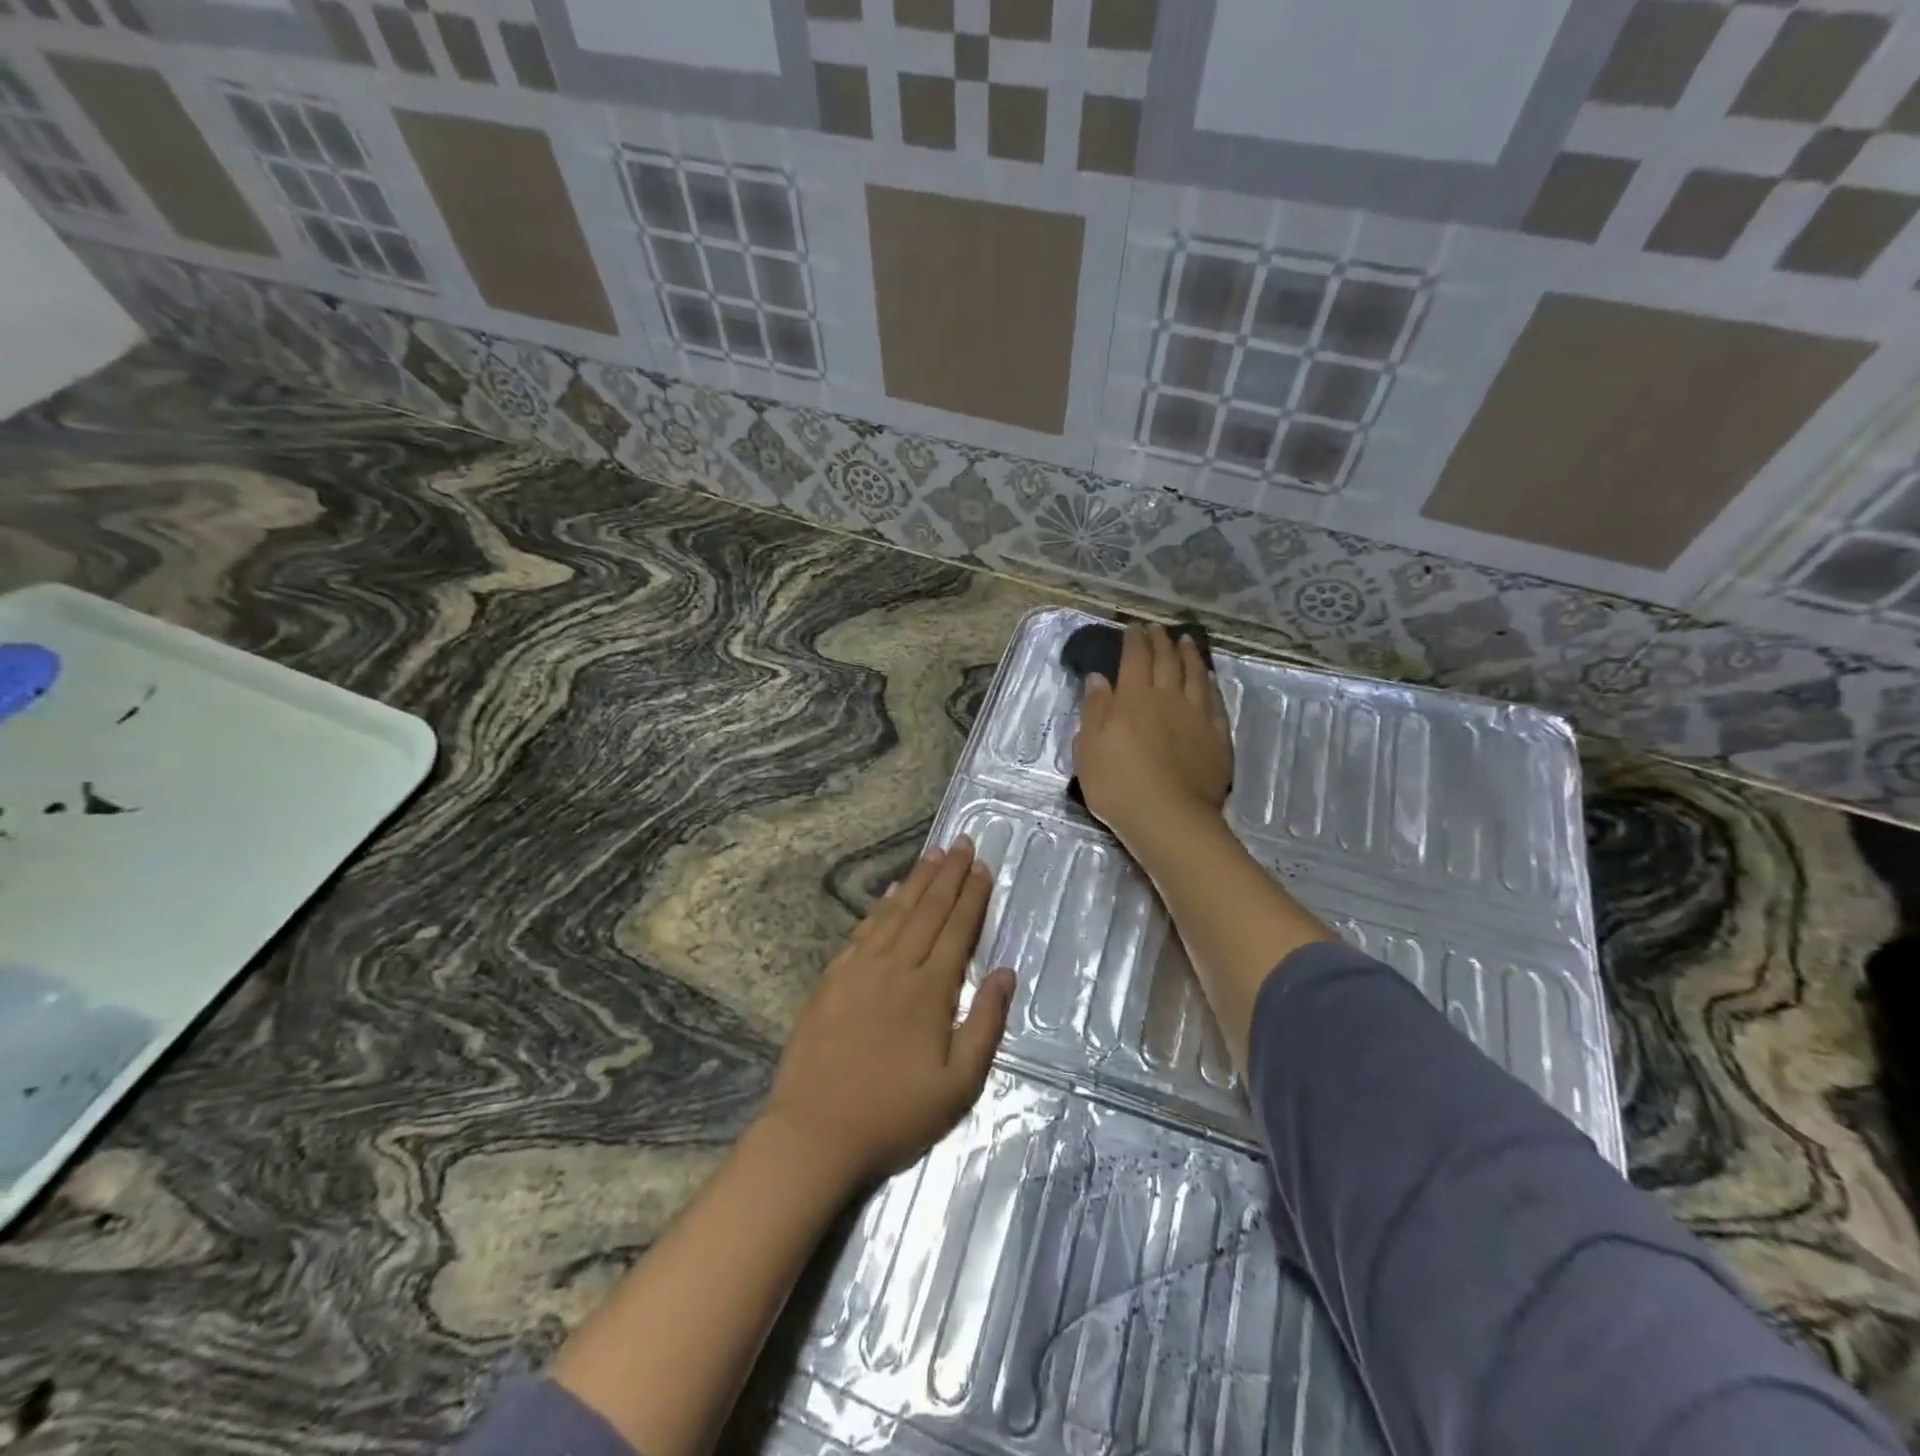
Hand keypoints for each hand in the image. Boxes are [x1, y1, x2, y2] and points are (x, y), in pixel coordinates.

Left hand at [763, 836, 1015, 1188]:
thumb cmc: (894, 1114)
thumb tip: (1006, 973)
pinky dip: (880, 907)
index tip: (983, 867)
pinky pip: (863, 931)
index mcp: (930, 990)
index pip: (957, 929)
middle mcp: (896, 967)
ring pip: (896, 913)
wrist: (815, 1132)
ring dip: (918, 881)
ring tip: (934, 855)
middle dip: (949, 875)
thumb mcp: (958, 1085)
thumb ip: (986, 1024)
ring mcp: (860, 970)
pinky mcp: (832, 980)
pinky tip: (890, 893)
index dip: (972, 896)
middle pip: (928, 910)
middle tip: (962, 843)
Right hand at [1073, 623, 1232, 846]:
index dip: (1133, 640)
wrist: (1168, 817)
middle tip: (1157, 628)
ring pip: (1195, 675)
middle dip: (1160, 641)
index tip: (1132, 627)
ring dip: (1189, 655)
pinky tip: (1210, 678)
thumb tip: (1098, 678)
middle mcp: (1167, 698)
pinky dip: (1211, 685)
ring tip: (1186, 641)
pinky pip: (1216, 702)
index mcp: (1133, 698)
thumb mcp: (1088, 748)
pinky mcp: (1217, 737)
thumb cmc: (1117, 784)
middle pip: (1166, 661)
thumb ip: (1095, 710)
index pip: (1134, 658)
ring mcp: (1197, 716)